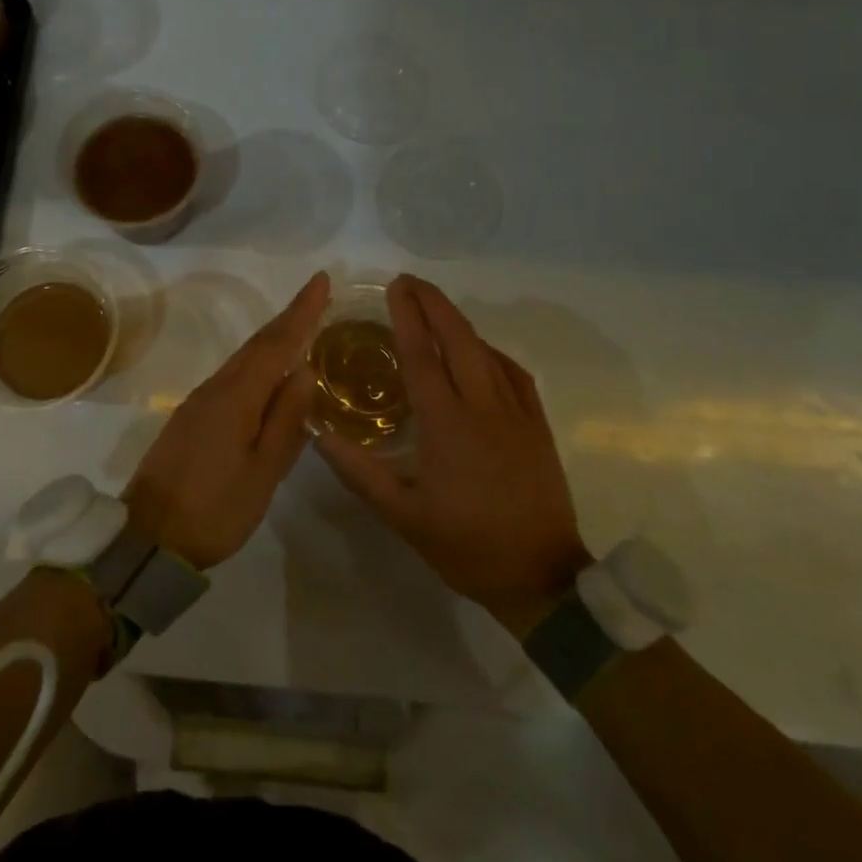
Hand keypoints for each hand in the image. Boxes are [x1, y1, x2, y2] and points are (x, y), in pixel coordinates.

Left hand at [123, 271, 329, 569]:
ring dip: (273, 339)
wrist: (149, 538)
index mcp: (237, 397)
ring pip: (243, 359)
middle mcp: (216, 388)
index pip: (277, 343)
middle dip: (289, 317)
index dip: (301, 311)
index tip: (321, 280)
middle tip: (318, 295)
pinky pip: (232, 376)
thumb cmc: (215, 509)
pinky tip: (268, 373)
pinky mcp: (191, 417)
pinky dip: (256, 363)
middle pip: (258, 345)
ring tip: (301, 327)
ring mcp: (199, 401)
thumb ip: (286, 420)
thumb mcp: (262, 472)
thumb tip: (304, 370)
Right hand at [315, 275, 588, 635]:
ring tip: (435, 308)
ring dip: (458, 322)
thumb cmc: (467, 546)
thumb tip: (318, 433)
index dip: (406, 316)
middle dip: (433, 303)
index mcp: (447, 423)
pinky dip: (490, 351)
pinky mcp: (538, 425)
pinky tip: (479, 352)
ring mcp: (516, 412)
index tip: (394, 287)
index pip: (422, 355)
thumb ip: (359, 471)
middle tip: (409, 282)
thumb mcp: (403, 516)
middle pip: (458, 338)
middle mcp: (483, 406)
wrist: (542, 579)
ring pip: (486, 350)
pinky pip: (513, 373)